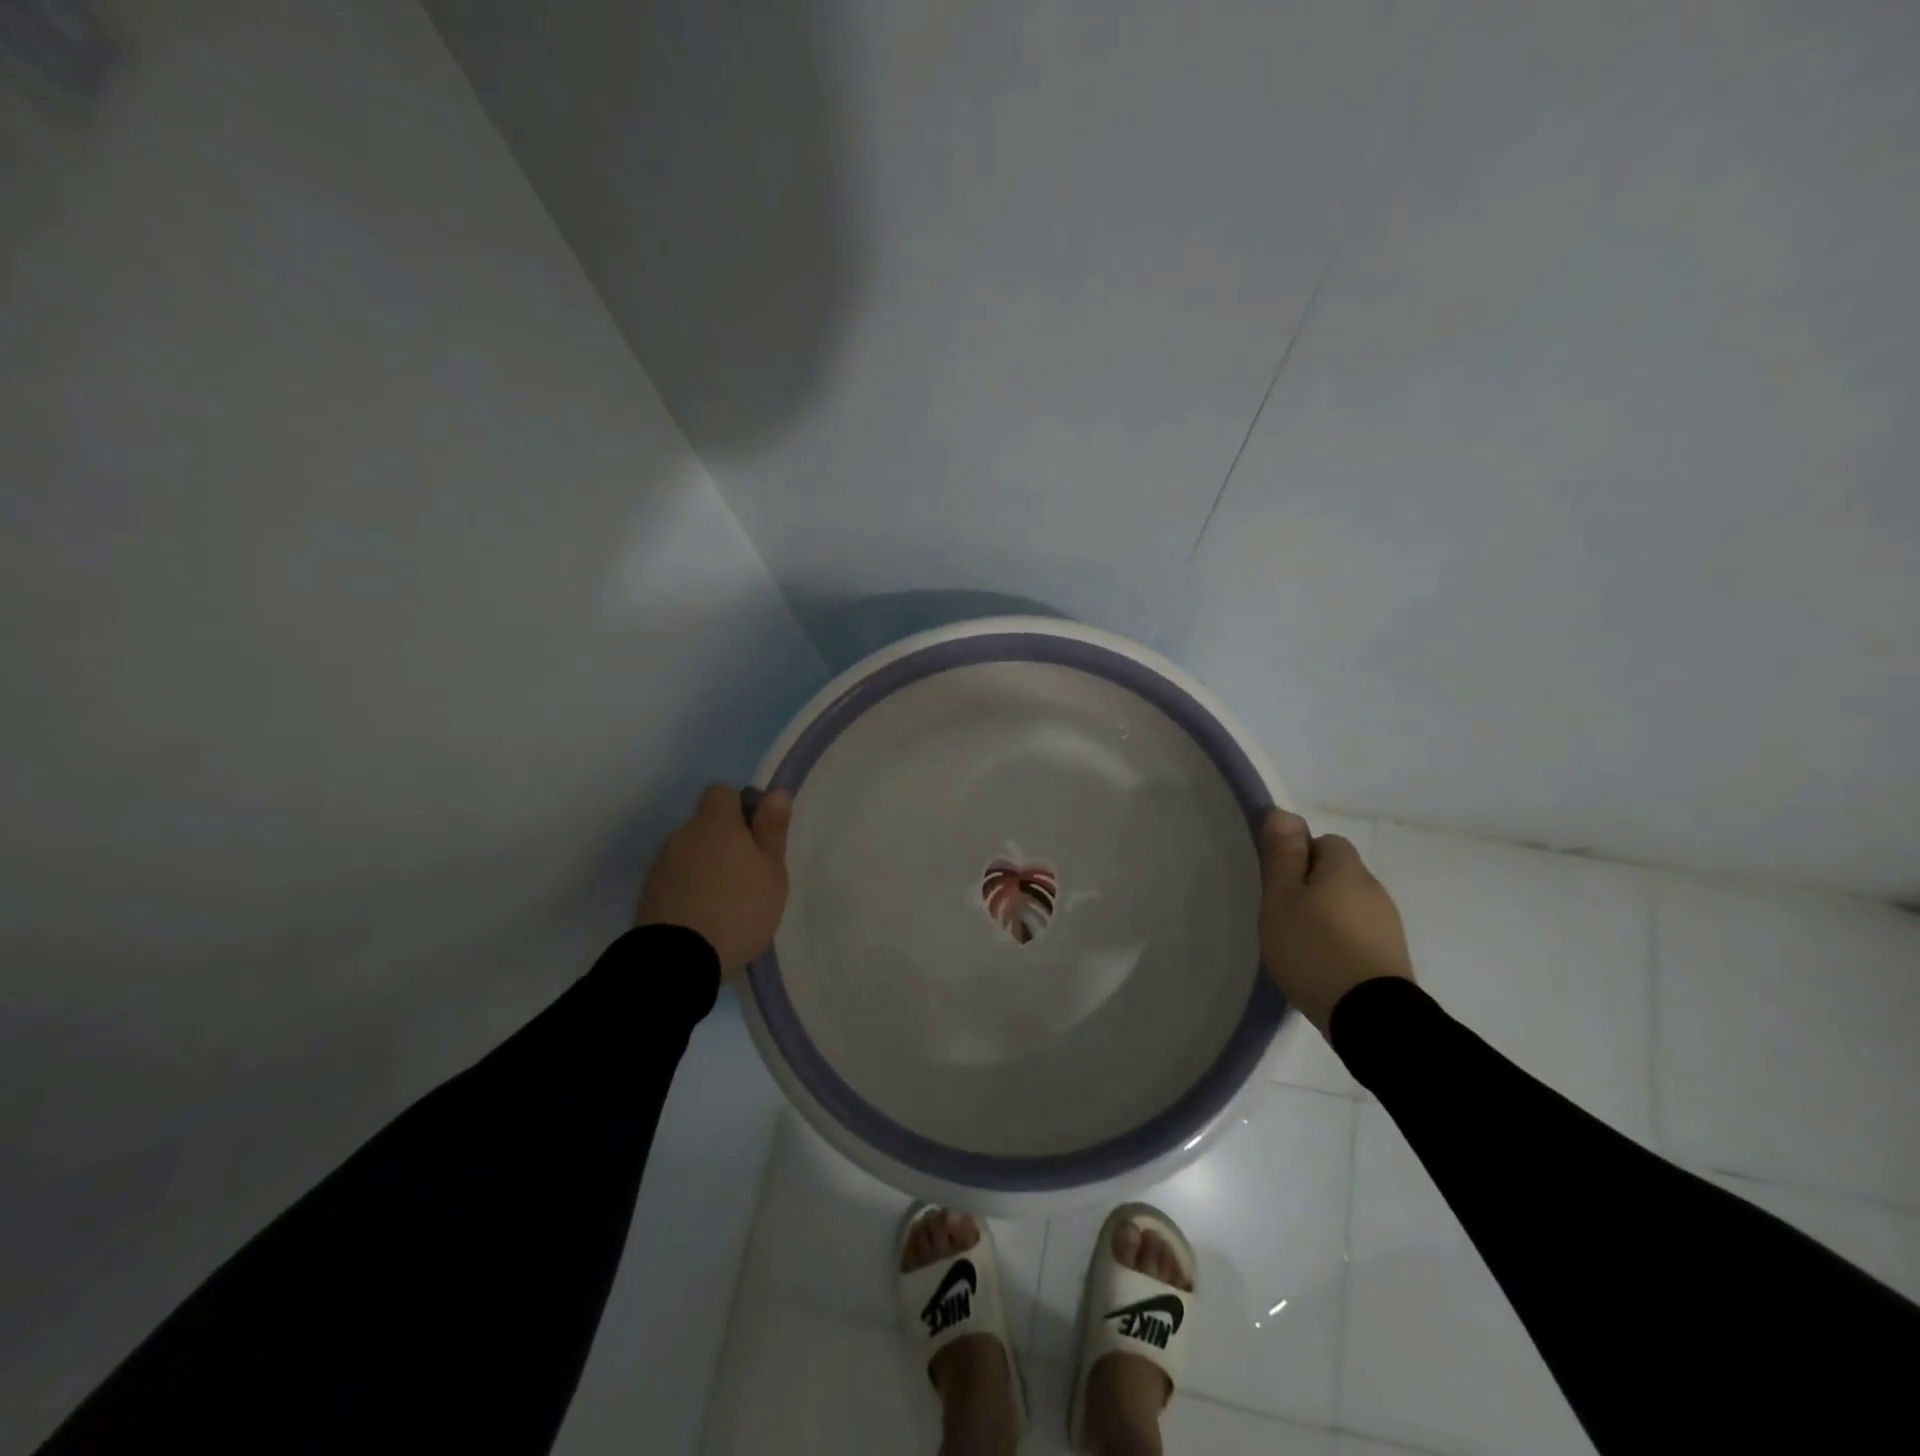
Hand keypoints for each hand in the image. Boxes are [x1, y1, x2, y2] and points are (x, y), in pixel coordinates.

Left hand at [636, 784, 793, 974]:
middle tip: (750, 874)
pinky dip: (691, 889)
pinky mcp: (649, 894)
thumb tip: (776, 792)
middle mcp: (682, 835)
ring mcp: (661, 866)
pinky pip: (677, 879)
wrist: (678, 960)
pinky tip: (705, 917)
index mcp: (714, 824)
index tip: (758, 835)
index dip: (741, 807)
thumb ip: (772, 829)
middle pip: (706, 825)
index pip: (722, 793)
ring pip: (691, 853)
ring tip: (727, 902)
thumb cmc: (738, 908)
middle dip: (726, 841)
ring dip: (707, 866)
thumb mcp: (772, 869)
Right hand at [1258, 808, 1414, 1033]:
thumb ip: (1283, 854)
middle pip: (1337, 874)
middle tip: (1284, 915)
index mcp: (1346, 869)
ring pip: (1348, 905)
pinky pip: (1359, 934)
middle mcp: (1373, 889)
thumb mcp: (1282, 898)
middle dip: (1311, 888)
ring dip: (1327, 916)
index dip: (1299, 857)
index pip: (1324, 842)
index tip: (1279, 885)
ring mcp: (1388, 924)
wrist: (1370, 1017)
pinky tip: (1322, 964)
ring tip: (1300, 944)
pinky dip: (1341, 942)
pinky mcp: (1391, 956)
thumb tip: (1283, 812)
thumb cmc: (1314, 948)